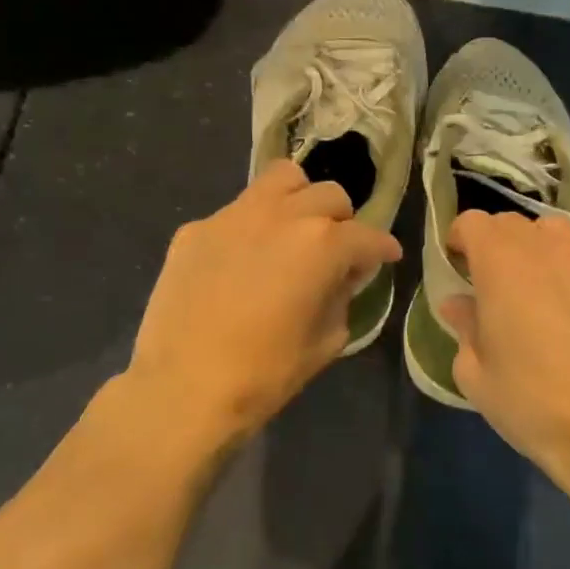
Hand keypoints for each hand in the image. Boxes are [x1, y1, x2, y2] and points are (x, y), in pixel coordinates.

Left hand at [125, 160, 400, 443]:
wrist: (182, 389)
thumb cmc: (264, 374)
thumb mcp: (325, 341)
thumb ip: (341, 297)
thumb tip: (340, 277)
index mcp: (322, 245)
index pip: (367, 236)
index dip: (383, 249)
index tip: (387, 257)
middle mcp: (283, 216)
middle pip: (330, 196)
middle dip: (342, 222)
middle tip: (335, 253)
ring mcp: (234, 216)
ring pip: (281, 179)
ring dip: (299, 200)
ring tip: (293, 232)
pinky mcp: (196, 229)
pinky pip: (236, 212)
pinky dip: (251, 227)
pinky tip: (241, 262)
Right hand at [439, 211, 569, 490]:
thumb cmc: (532, 403)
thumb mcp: (475, 374)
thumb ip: (464, 327)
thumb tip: (460, 304)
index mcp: (503, 263)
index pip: (473, 221)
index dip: (459, 239)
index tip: (456, 267)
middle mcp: (550, 249)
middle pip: (514, 224)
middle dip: (496, 245)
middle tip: (492, 284)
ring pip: (558, 236)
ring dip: (538, 252)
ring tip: (537, 291)